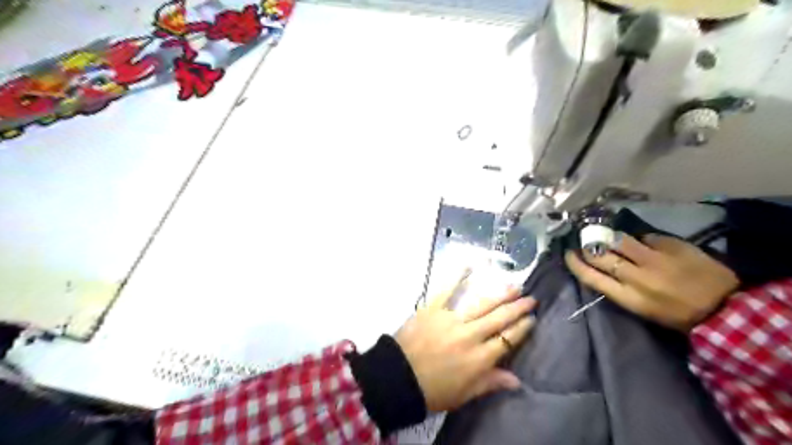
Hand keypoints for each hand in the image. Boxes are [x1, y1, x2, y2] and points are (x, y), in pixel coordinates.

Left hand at [399, 273, 533, 411]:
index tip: (532, 318)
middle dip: (518, 308)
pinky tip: (469, 265)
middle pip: (499, 318)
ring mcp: (451, 319)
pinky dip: (458, 276)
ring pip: (481, 303)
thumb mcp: (464, 394)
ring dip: (499, 294)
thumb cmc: (432, 390)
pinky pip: (447, 290)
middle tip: (531, 298)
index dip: (522, 329)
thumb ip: (490, 383)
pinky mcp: (433, 308)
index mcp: (479, 359)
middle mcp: (470, 335)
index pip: (508, 340)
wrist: (397, 377)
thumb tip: (517, 380)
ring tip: (514, 286)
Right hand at [566, 233, 739, 329]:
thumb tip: (601, 267)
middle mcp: (636, 276)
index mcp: (628, 297)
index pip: (590, 276)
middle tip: (584, 240)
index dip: (575, 263)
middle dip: (588, 246)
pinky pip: (646, 237)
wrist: (725, 309)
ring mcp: (655, 259)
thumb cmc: (677, 315)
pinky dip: (641, 239)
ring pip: (620, 240)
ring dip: (611, 237)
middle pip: (600, 255)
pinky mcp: (672, 246)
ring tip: (609, 236)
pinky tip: (644, 243)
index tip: (568, 254)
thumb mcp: (641, 309)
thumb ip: (619, 288)